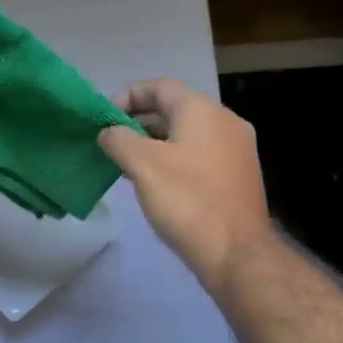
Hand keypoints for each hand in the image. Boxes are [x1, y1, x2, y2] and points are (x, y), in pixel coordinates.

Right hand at [98, 79, 273, 290]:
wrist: (238, 255)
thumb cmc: (187, 201)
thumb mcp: (142, 165)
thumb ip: (118, 139)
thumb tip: (109, 132)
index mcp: (203, 110)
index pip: (159, 87)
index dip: (127, 97)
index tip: (104, 119)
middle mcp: (225, 121)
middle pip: (174, 109)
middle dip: (139, 122)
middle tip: (111, 142)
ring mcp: (236, 149)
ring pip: (187, 133)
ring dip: (155, 142)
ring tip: (126, 164)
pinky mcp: (239, 176)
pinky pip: (200, 154)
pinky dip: (175, 158)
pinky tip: (156, 182)